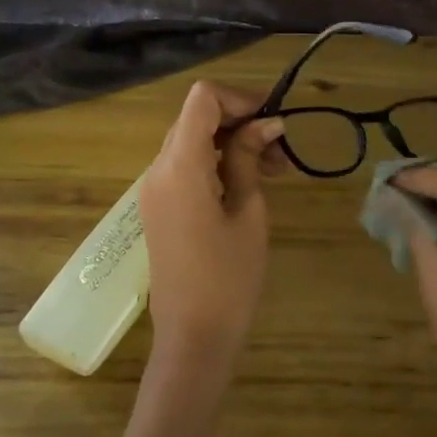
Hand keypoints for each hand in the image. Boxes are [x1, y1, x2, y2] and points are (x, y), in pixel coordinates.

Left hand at [137, 81, 286, 369]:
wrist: (194, 337)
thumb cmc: (229, 277)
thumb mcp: (247, 211)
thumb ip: (250, 159)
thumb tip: (266, 123)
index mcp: (179, 166)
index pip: (202, 98)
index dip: (240, 99)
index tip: (273, 121)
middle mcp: (158, 169)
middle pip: (197, 117)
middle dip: (241, 121)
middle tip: (282, 149)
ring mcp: (154, 188)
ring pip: (193, 141)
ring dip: (232, 143)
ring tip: (275, 169)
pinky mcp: (159, 206)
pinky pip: (186, 166)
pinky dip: (217, 162)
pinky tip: (249, 183)